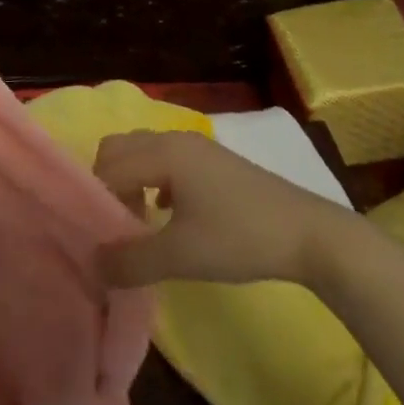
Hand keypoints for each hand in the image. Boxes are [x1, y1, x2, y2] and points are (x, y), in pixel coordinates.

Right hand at [93, 130, 354, 287]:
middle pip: (119, 149)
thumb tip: (92, 265)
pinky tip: (168, 215)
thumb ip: (130, 260)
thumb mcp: (180, 256)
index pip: (108, 167)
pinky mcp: (214, 161)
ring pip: (143, 153)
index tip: (101, 237)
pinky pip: (165, 161)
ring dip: (131, 182)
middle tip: (116, 224)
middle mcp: (175, 139)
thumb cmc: (240, 238)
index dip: (96, 201)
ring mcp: (198, 147)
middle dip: (108, 183)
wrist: (311, 235)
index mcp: (163, 152)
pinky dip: (153, 181)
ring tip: (139, 222)